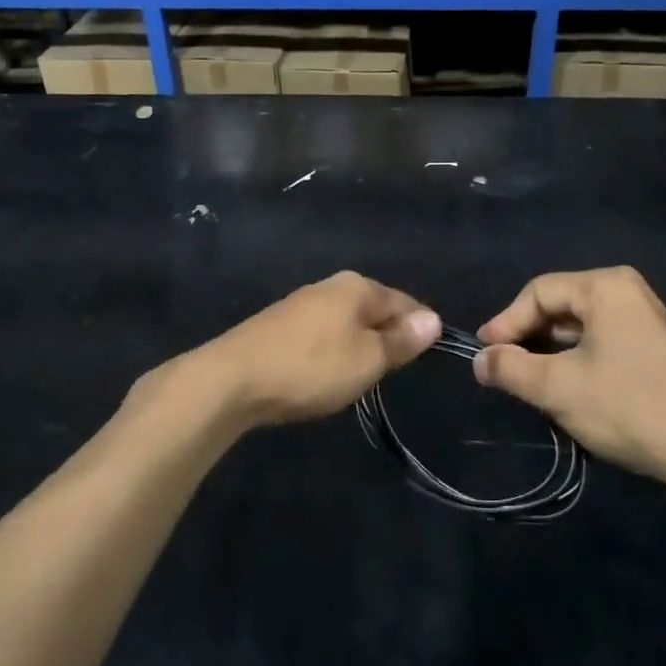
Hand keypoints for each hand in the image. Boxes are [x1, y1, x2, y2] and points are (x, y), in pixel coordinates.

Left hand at [185, 272, 442, 429]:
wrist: (232, 379)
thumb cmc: (311, 367)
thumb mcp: (367, 359)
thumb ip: (401, 340)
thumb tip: (433, 320)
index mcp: (357, 287)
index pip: (404, 302)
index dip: (421, 327)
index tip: (432, 353)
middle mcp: (329, 286)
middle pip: (374, 308)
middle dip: (389, 335)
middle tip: (397, 369)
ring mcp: (301, 304)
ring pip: (347, 321)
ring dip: (360, 344)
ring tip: (366, 374)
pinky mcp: (279, 325)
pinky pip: (322, 333)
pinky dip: (333, 350)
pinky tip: (328, 371)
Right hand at [472, 267, 665, 490]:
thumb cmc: (629, 408)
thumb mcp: (557, 388)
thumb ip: (510, 368)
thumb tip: (480, 360)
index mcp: (605, 287)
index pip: (538, 292)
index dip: (505, 322)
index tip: (484, 355)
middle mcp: (626, 291)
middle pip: (558, 306)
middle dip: (527, 338)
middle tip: (502, 369)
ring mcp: (643, 317)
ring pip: (577, 327)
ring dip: (548, 352)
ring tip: (526, 382)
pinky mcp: (652, 345)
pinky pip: (599, 341)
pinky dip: (574, 359)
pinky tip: (563, 388)